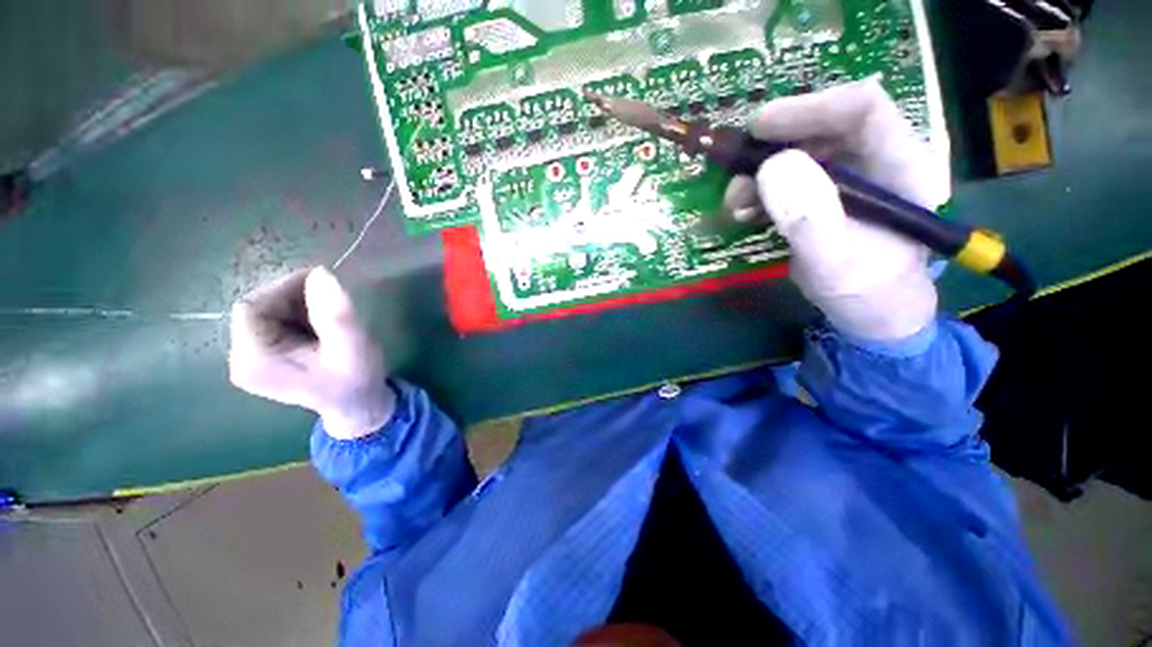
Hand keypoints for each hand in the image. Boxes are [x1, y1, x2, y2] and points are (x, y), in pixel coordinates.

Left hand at [228, 267, 393, 439]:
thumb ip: (336, 315)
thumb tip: (320, 273)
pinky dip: (300, 314)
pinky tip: (321, 325)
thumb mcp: (353, 347)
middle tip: (333, 301)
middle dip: (295, 298)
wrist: (359, 404)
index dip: (284, 289)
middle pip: (258, 308)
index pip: (252, 308)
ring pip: (268, 312)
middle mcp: (242, 359)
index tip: (323, 284)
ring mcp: (251, 357)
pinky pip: (276, 320)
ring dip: (300, 305)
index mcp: (254, 361)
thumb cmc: (357, 380)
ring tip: (331, 317)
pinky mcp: (264, 354)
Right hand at [724, 78, 949, 340]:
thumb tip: (772, 166)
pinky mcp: (823, 193)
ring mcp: (847, 177)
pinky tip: (745, 211)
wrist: (869, 313)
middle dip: (772, 147)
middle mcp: (876, 160)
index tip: (758, 128)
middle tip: (736, 176)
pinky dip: (758, 190)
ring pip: (797, 153)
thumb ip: (810, 218)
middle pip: (822, 127)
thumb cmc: (867, 292)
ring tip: (736, 204)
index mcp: (902, 165)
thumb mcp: (837, 262)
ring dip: (758, 174)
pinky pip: (785, 177)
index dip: (809, 108)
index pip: (862, 110)